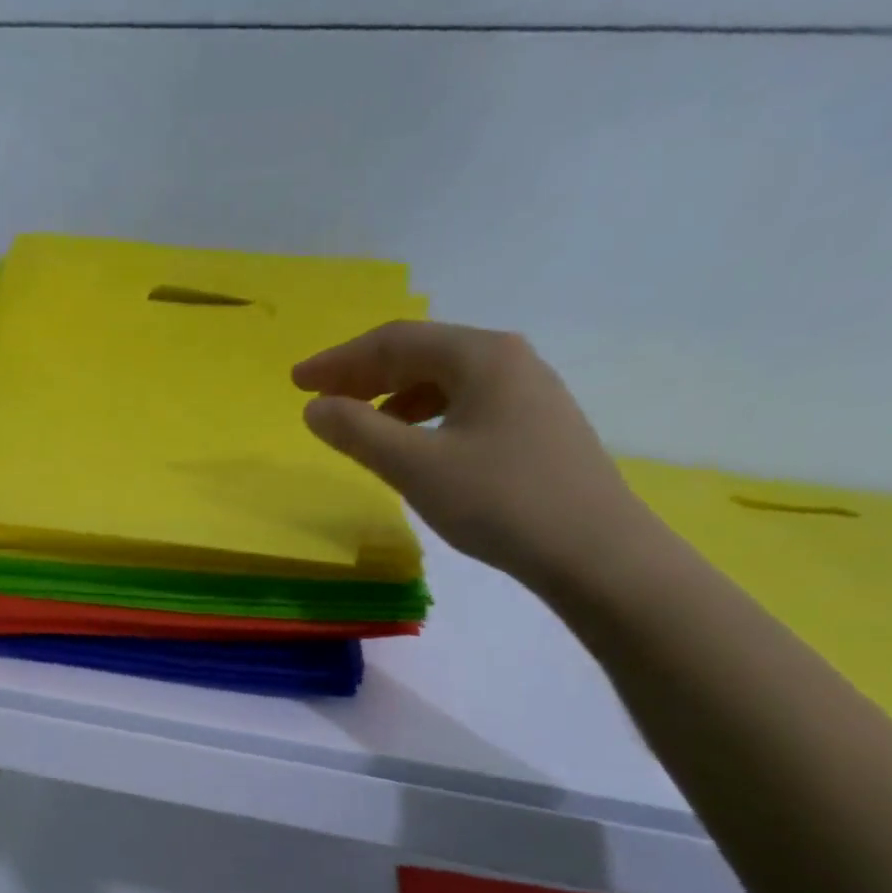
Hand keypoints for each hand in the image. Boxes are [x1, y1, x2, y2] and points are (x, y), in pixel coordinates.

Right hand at [293, 321, 651, 588]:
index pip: (395, 341)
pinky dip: (425, 417)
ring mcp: (528, 392)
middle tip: (320, 400)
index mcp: (481, 355)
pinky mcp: (536, 426)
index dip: (339, 361)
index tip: (297, 382)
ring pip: (445, 382)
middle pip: (422, 354)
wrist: (594, 551)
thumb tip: (314, 408)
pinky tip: (415, 446)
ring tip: (361, 426)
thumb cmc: (499, 501)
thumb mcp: (416, 467)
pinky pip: (465, 406)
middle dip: (364, 375)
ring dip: (394, 397)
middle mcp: (508, 360)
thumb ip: (358, 432)